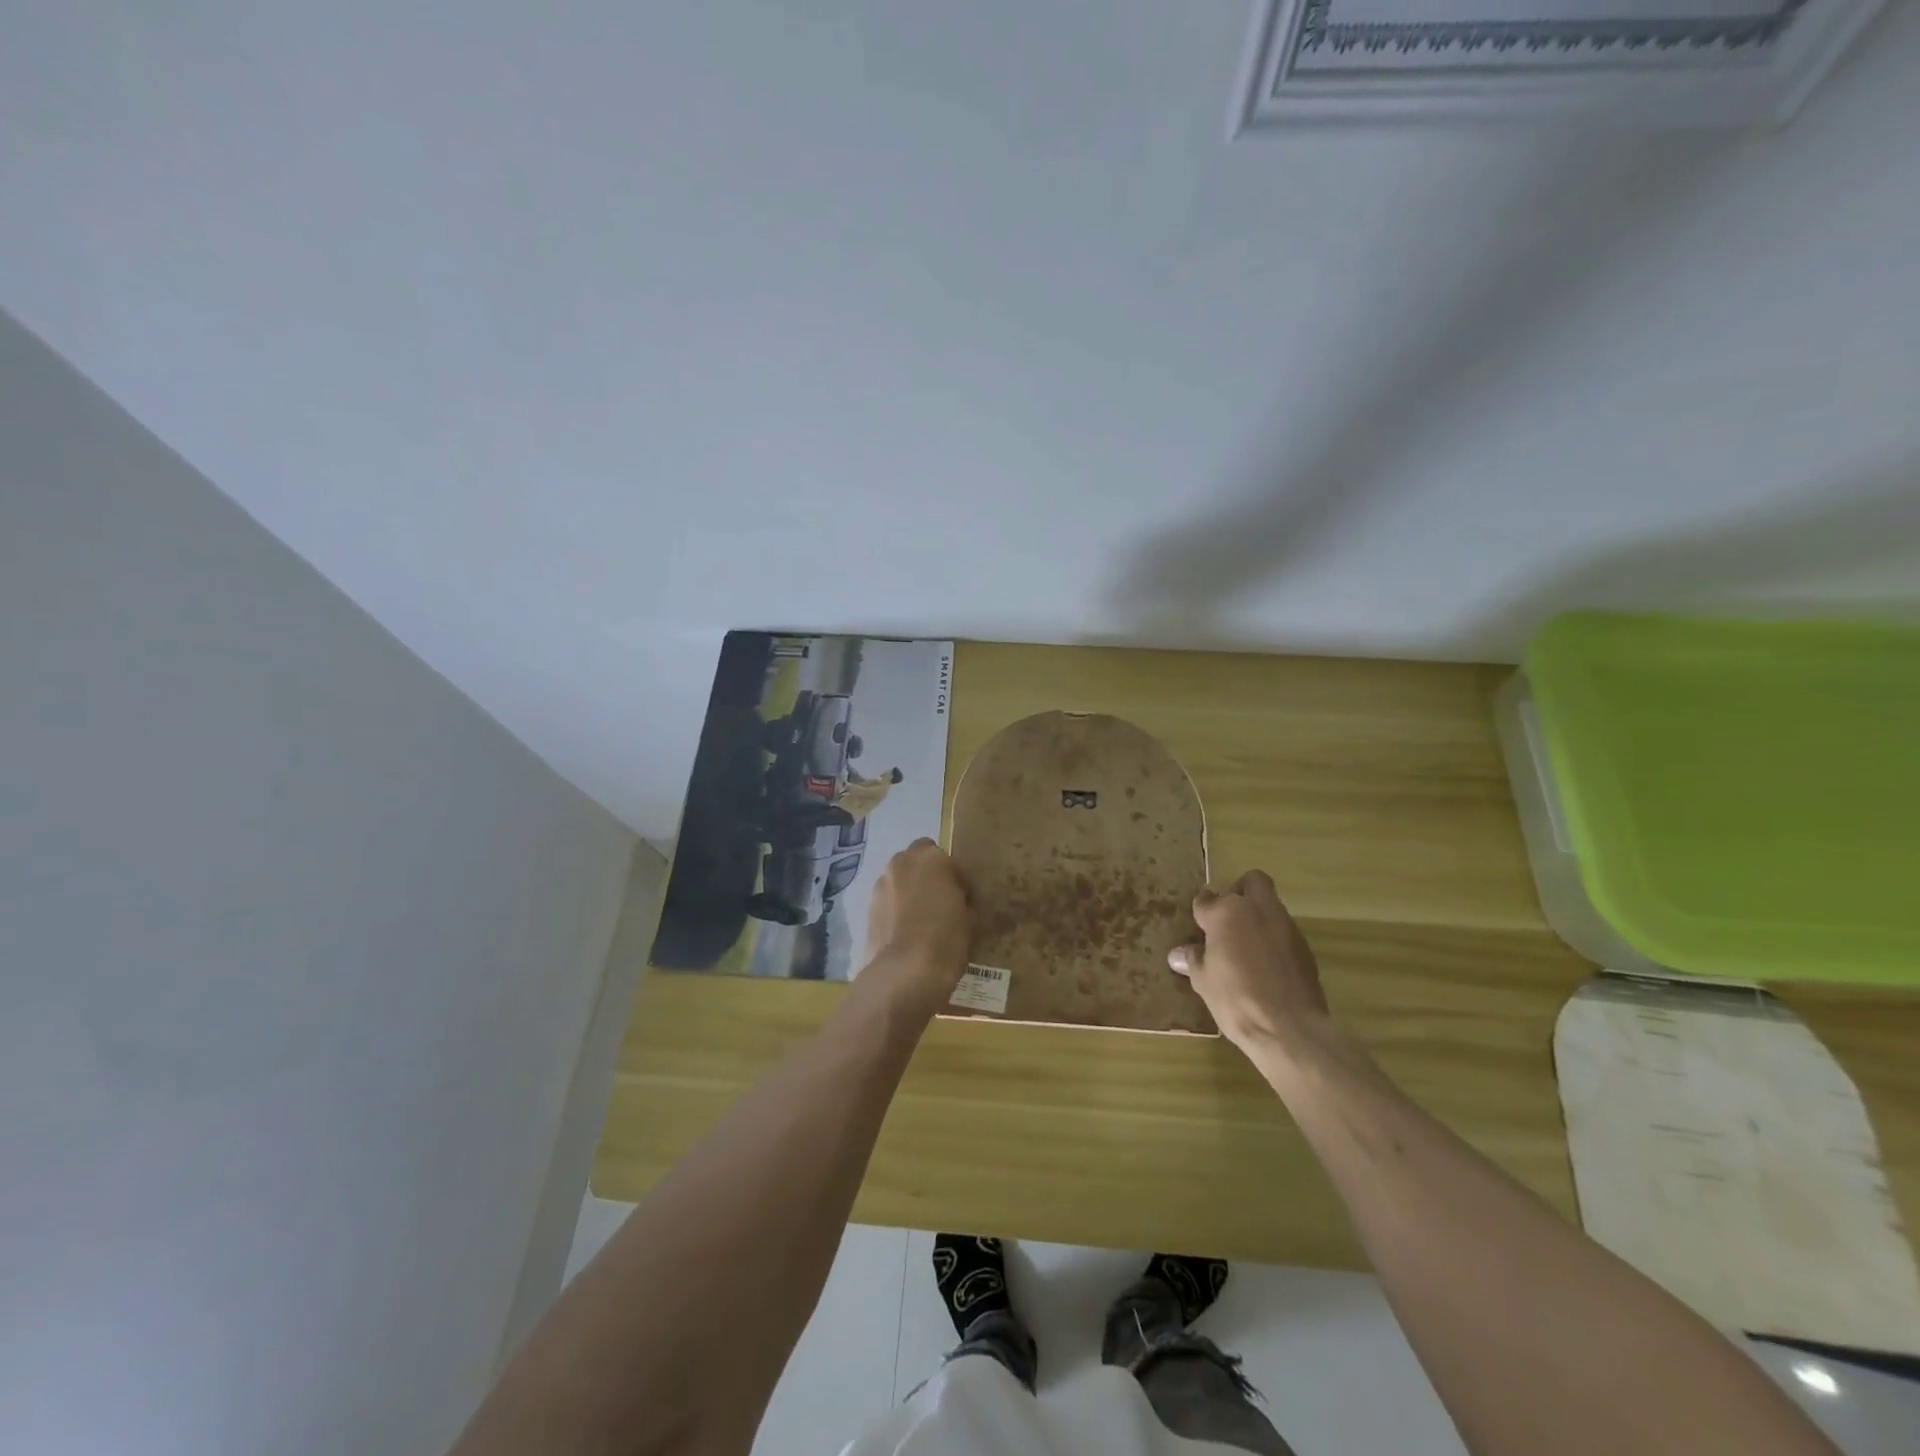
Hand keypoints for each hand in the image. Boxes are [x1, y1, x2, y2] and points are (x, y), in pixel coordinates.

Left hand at [859, 839, 974, 1018]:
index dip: (961, 882)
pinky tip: (906, 930)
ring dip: (911, 889)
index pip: (953, 863)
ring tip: (922, 918)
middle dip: (931, 874)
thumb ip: (964, 901)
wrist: (904, 973)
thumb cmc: (945, 941)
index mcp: (933, 859)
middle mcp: (903, 862)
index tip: (965, 902)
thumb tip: (959, 903)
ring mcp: (882, 883)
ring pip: (901, 878)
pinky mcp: (868, 906)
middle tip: (942, 902)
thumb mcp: (971, 920)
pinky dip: (897, 907)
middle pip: (920, 859)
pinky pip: (889, 899)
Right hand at [1169, 870, 1328, 1051]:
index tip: (1198, 925)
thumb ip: (1193, 960)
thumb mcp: (1203, 981)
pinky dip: (1273, 939)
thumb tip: (1179, 954)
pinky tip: (1265, 965)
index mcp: (1226, 913)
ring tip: (1245, 946)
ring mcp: (1286, 926)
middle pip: (1251, 881)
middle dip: (1239, 892)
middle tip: (1226, 919)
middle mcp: (1258, 910)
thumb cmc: (1235, 999)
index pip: (1206, 899)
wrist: (1289, 1028)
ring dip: (1258, 916)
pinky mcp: (1305, 947)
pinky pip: (1284, 931)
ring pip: (1270, 906)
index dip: (1201, 911)